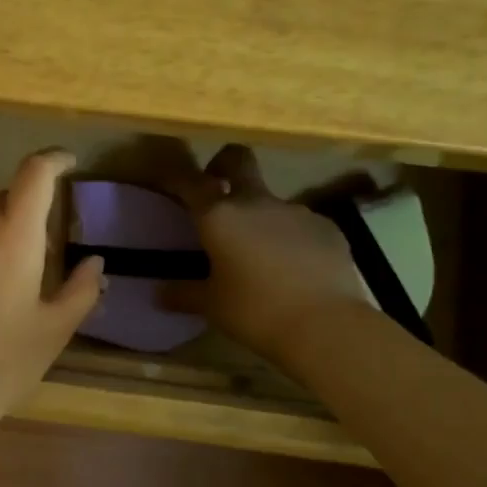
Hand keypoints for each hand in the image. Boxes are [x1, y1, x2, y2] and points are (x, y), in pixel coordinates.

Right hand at [164, 144, 367, 359]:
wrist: (327, 326)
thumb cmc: (256, 312)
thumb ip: (183, 294)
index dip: (178, 178)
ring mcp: (296, 211)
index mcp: (219, 216)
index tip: (170, 184)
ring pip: (270, 199)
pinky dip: (291, 238)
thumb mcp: (212, 306)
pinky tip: (294, 268)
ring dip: (259, 215)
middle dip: (224, 165)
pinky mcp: (328, 228)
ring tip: (259, 252)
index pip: (191, 181)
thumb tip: (159, 293)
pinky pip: (300, 224)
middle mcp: (256, 202)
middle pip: (238, 160)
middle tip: (217, 189)